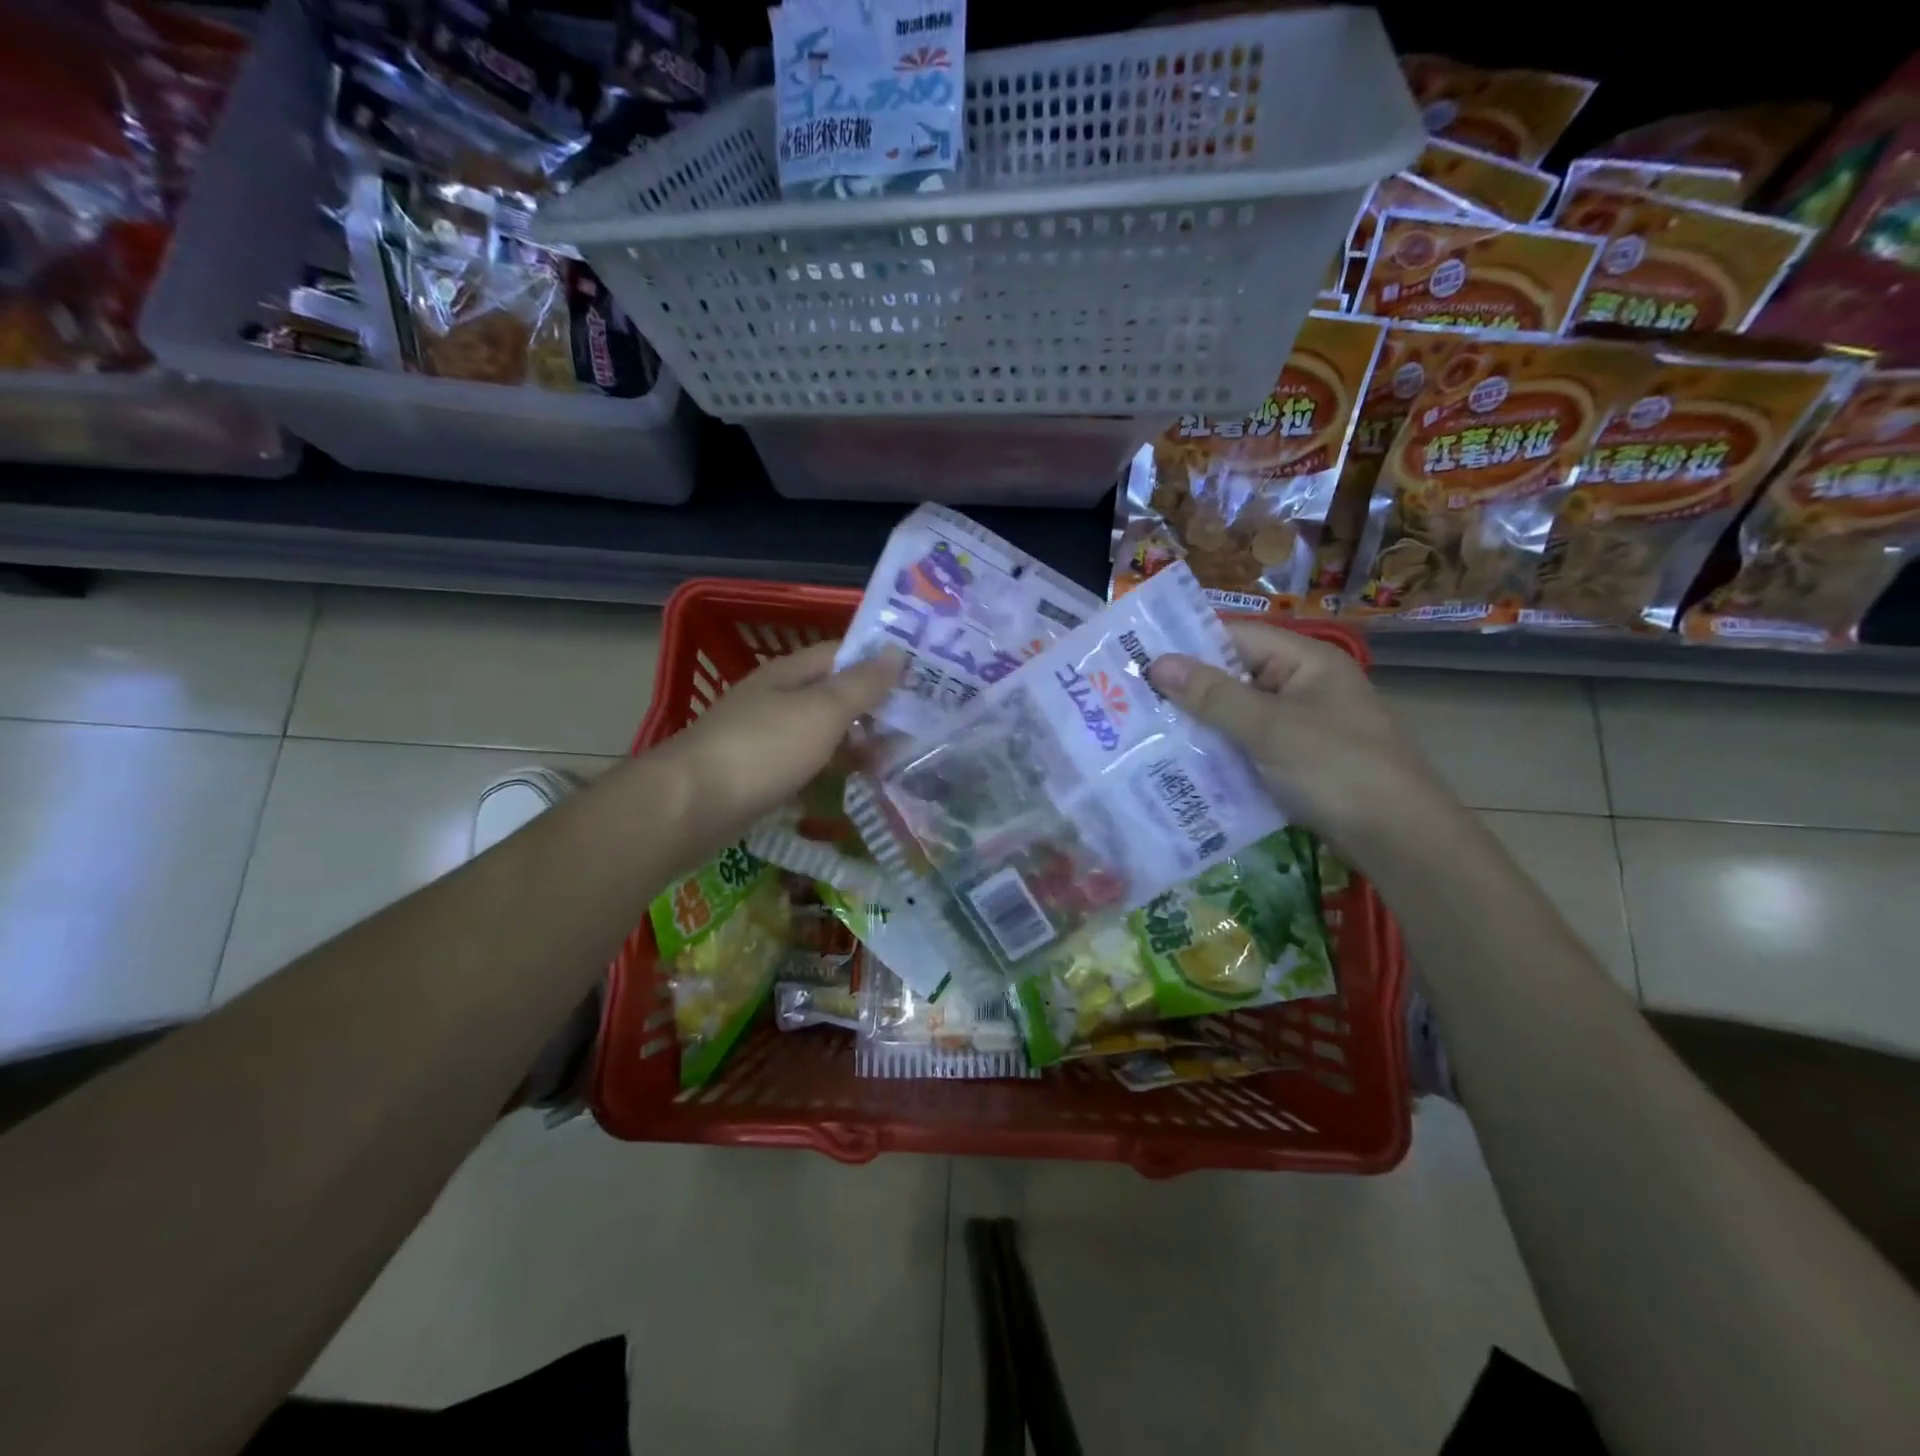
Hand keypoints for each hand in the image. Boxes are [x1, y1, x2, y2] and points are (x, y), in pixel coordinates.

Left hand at [659, 639, 902, 833]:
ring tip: (899, 758)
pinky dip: (833, 770)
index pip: (843, 654)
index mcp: (790, 673)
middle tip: (920, 725)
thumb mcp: (821, 711)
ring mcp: (765, 737)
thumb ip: (861, 684)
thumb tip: (896, 650)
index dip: (881, 662)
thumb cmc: (763, 749)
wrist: (691, 806)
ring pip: (822, 732)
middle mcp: (777, 698)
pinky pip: (807, 764)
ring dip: (857, 742)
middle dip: (874, 707)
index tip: (922, 677)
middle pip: (833, 694)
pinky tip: (856, 784)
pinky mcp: (759, 774)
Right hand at [1146, 621, 1456, 863]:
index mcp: (1306, 662)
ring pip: (1238, 716)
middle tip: (1131, 700)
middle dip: (1187, 690)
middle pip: (1235, 676)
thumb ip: (1213, 695)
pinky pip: (1248, 747)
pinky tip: (1181, 766)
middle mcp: (1303, 687)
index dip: (1189, 645)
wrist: (1400, 839)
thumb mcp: (1269, 728)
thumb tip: (1157, 664)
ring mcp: (1302, 726)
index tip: (1138, 658)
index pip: (1237, 637)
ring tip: (1145, 732)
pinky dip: (1219, 753)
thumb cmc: (1337, 769)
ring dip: (1199, 725)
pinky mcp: (1297, 762)